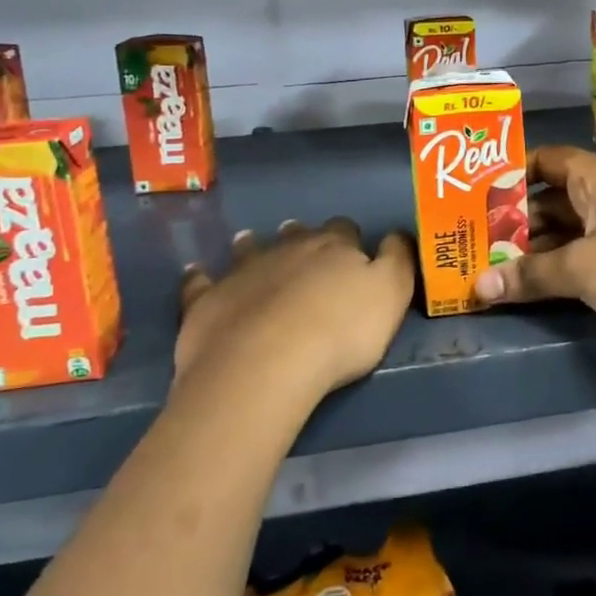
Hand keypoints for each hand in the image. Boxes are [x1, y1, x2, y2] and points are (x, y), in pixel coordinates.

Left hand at [174, 218, 413, 404]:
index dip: (350, 239)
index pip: (344, 230)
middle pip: (297, 235)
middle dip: (302, 238)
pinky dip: (200, 276)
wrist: (265, 364)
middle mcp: (287, 248)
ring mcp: (243, 272)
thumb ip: (398, 260)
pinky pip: (200, 282)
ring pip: (249, 249)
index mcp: (333, 247)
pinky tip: (197, 273)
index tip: (353, 252)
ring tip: (250, 242)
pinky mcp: (206, 300)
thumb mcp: (392, 294)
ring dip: (252, 245)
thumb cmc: (340, 332)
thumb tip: (396, 235)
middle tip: (303, 249)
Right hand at [475, 145, 595, 392]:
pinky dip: (561, 266)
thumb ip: (530, 274)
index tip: (474, 192)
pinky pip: (588, 255)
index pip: (547, 159)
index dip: (512, 171)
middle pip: (555, 196)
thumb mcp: (583, 270)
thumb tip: (478, 286)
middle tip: (474, 237)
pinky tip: (533, 285)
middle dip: (516, 217)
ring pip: (570, 229)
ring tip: (493, 264)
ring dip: (536, 247)